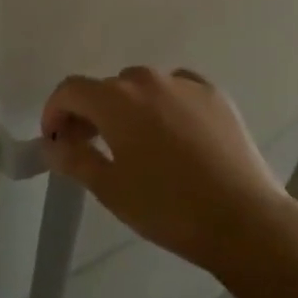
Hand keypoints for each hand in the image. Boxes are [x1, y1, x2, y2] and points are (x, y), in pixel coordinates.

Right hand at [41, 68, 297, 277]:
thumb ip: (75, 158)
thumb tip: (53, 142)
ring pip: (143, 87)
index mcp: (117, 100)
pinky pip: (176, 90)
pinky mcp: (214, 94)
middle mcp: (148, 79)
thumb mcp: (111, 190)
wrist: (243, 218)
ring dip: (129, 108)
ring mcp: (184, 83)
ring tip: (136, 145)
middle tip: (91, 147)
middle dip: (91, 113)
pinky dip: (165, 105)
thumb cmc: (168, 208)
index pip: (71, 90)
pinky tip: (173, 136)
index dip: (55, 111)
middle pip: (107, 88)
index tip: (54, 139)